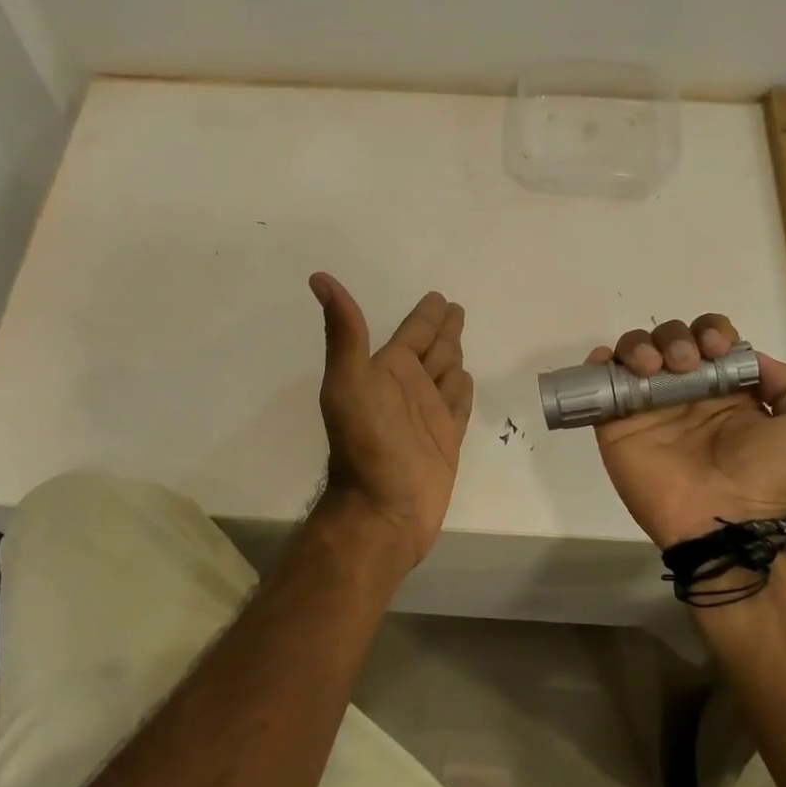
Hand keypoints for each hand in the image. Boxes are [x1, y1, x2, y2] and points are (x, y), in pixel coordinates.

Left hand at [309, 273, 473, 565]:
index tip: (438, 297)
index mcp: (387, 370)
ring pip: (448, 373)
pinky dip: (463, 389)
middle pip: (433, 348)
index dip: (426, 314)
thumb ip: (345, 332)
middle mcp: (409, 387)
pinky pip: (459, 403)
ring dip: (454, 355)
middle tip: (456, 308)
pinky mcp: (447, 438)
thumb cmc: (366, 443)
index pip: (413, 332)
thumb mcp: (348, 382)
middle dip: (444, 329)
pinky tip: (466, 378)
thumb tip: (319, 278)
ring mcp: (430, 413)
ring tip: (461, 339)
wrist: (384, 507)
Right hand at [589, 315, 785, 548]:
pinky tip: (607, 361)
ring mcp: (649, 410)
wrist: (734, 522)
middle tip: (684, 363)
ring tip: (653, 368)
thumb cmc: (775, 474)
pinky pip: (600, 388)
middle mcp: (686, 395)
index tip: (716, 350)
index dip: (711, 332)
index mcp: (727, 390)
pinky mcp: (617, 428)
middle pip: (668, 340)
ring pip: (633, 355)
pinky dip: (597, 365)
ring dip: (640, 346)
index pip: (709, 340)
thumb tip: (750, 359)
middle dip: (675, 337)